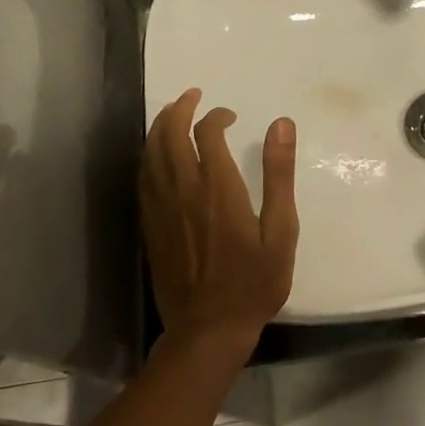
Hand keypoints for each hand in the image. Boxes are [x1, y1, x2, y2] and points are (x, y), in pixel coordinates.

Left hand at [140, 89, 298, 352]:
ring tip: (172, 113)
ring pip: (151, 153)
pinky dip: (149, 155)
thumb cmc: (254, 282)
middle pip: (170, 134)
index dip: (216, 116)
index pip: (207, 133)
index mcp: (218, 188)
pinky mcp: (149, 225)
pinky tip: (157, 154)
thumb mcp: (281, 230)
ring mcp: (161, 208)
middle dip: (180, 109)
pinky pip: (142, 177)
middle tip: (193, 97)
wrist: (208, 329)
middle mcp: (183, 190)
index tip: (230, 116)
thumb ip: (278, 175)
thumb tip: (281, 124)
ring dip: (160, 127)